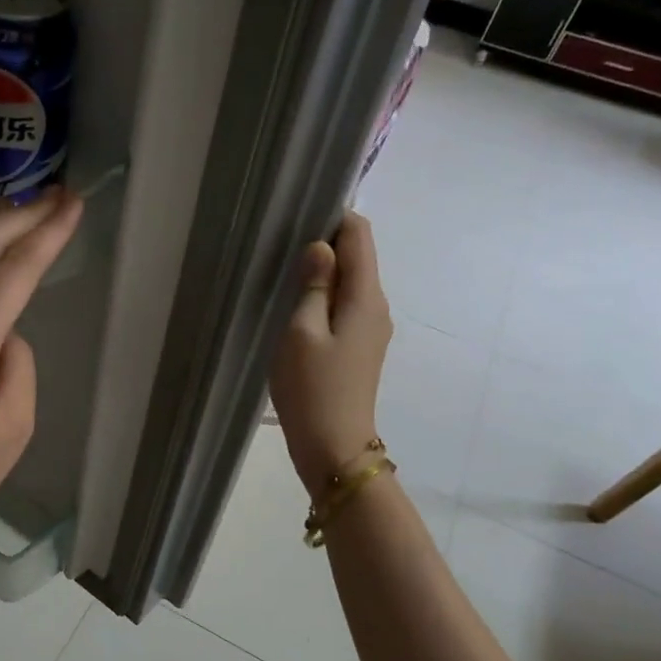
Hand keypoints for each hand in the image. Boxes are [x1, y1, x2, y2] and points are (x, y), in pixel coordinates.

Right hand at [268, 210, 393, 491]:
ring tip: (286, 270)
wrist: (333, 447)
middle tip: (284, 242)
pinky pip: (345, 306)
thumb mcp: (301, 332)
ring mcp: (371, 329)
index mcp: (366, 298)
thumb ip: (313, 286)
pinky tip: (299, 304)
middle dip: (327, 243)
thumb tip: (321, 248)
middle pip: (358, 257)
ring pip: (351, 283)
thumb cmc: (312, 387)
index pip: (360, 237)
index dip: (335, 218)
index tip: (300, 214)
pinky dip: (325, 295)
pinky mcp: (360, 347)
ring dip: (324, 271)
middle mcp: (377, 307)